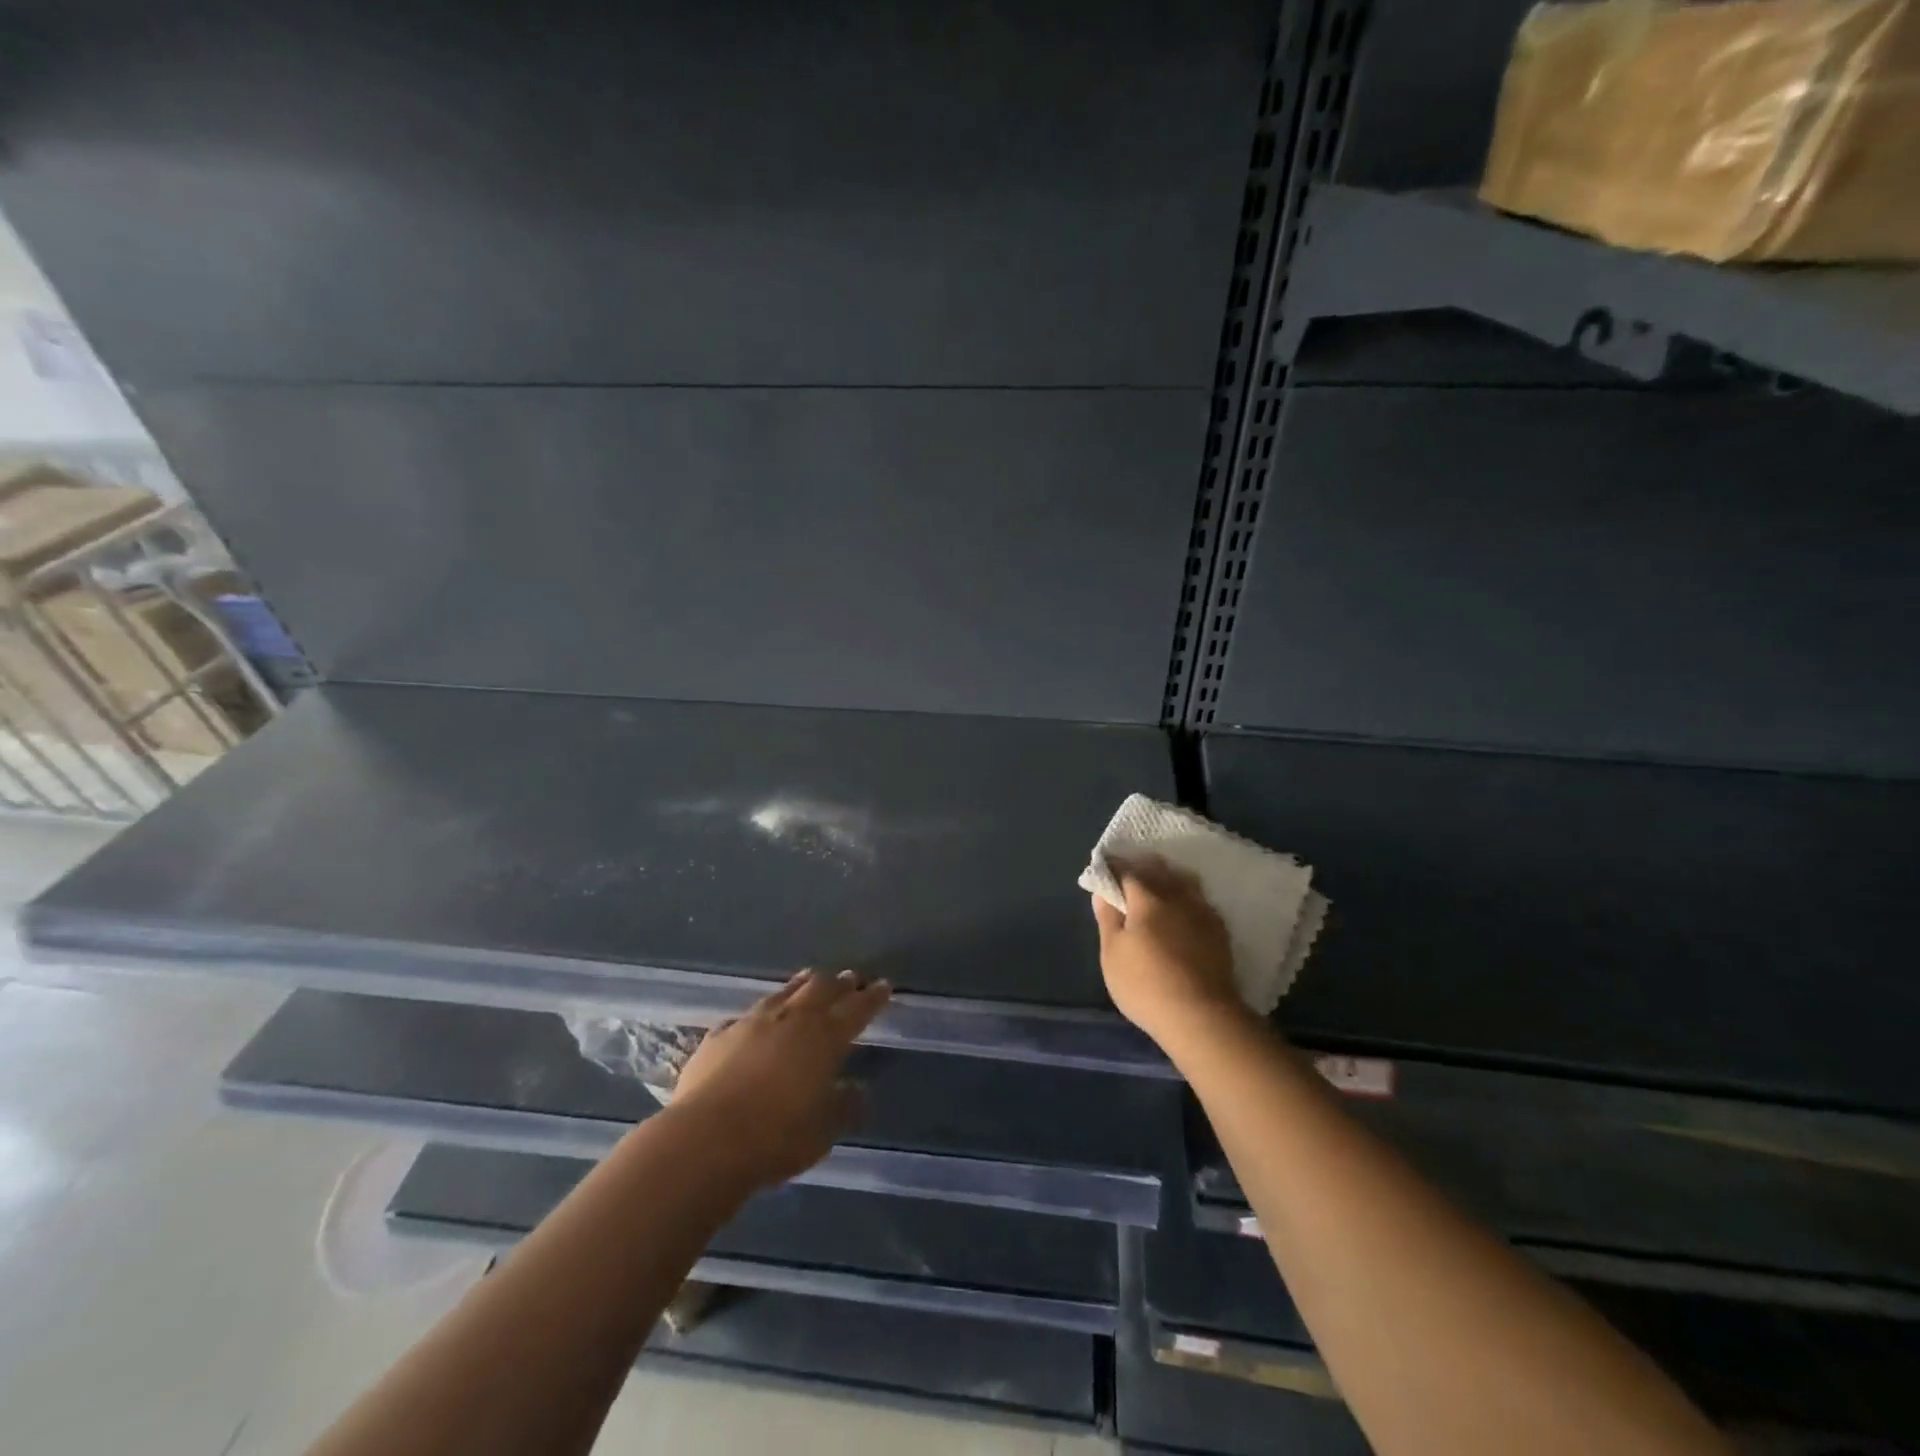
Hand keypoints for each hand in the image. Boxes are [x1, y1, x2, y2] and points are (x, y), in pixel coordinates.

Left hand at [669, 969, 891, 1189]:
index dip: (873, 997)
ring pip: (785, 992)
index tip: (884, 986)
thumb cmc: (777, 1137)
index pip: (857, 1009)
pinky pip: (746, 1017)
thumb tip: (856, 1088)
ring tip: (811, 978)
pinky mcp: (719, 1035)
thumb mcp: (824, 1131)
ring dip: (802, 985)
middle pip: (822, 989)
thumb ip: (845, 1106)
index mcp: (825, 1037)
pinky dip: (760, 1015)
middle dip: (840, 983)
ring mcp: (752, 1022)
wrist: (706, 1139)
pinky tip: (756, 1020)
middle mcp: (792, 1019)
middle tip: (851, 978)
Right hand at [1092, 857, 1247, 1050]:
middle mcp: (1177, 896)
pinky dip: (1186, 896)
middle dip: (1142, 865)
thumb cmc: (1146, 984)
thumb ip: (1108, 919)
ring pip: (1184, 881)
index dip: (1113, 866)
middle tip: (1129, 872)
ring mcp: (1203, 912)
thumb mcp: (1112, 954)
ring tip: (1159, 884)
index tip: (1104, 866)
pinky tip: (1183, 909)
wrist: (1203, 1016)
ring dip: (1169, 877)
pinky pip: (1199, 900)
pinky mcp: (1219, 931)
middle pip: (1159, 870)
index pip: (1127, 871)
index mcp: (1148, 898)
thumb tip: (1103, 892)